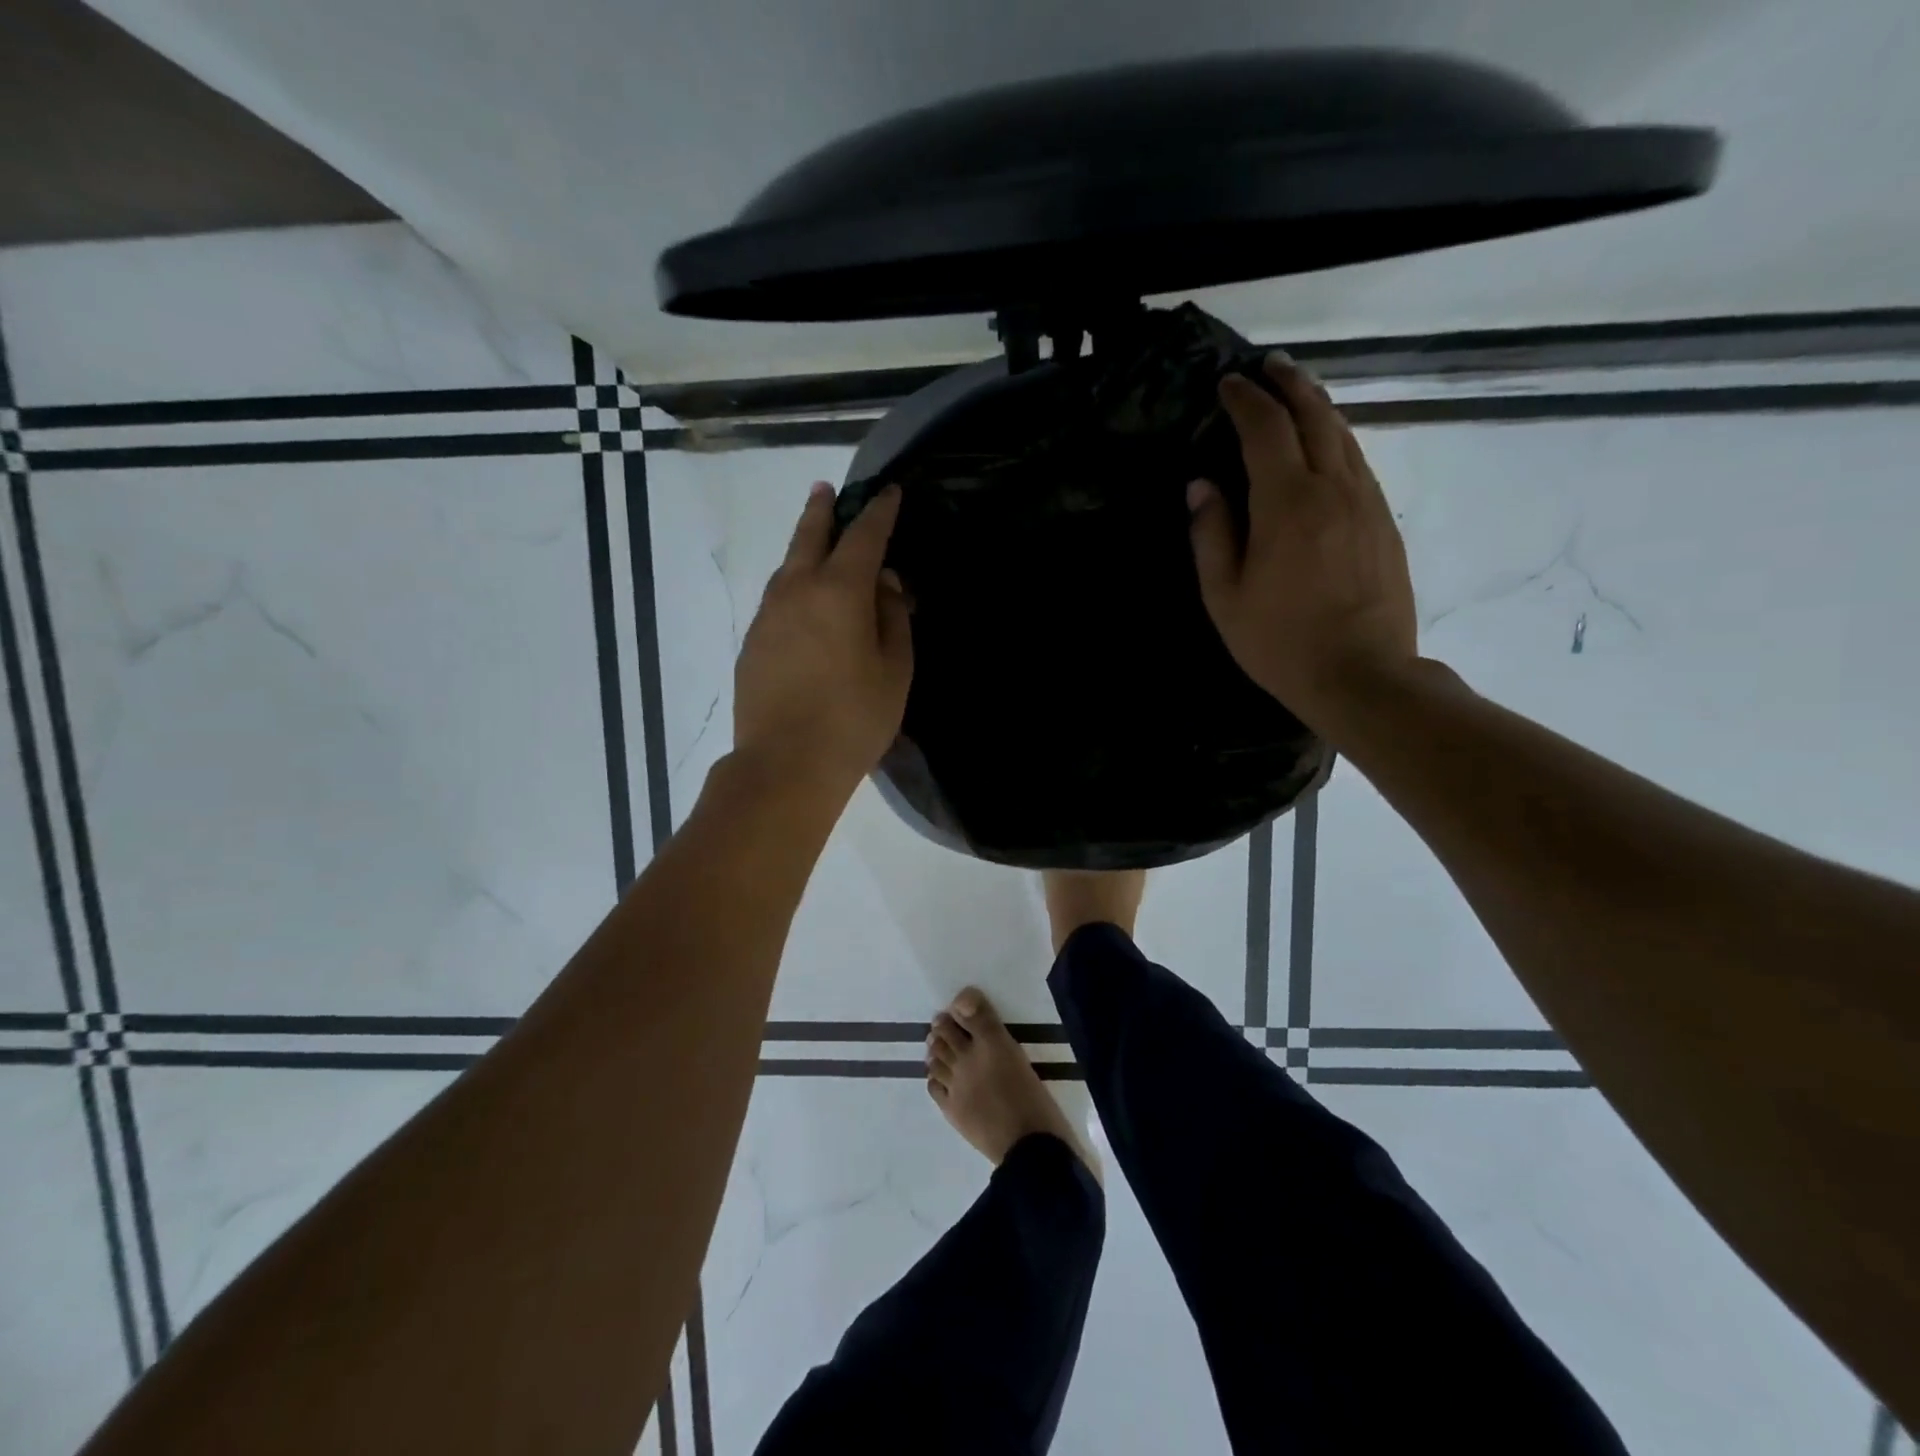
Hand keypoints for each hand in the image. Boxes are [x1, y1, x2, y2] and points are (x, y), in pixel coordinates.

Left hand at [733, 481, 913, 797]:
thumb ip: (893, 619)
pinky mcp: (752, 641)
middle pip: (810, 536)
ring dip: (803, 545)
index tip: (888, 492)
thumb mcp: (894, 671)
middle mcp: (798, 590)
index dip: (879, 511)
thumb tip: (885, 585)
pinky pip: (777, 597)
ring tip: (815, 539)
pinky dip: (793, 584)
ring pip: (787, 566)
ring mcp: (768, 615)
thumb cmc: (854, 719)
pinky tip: (802, 600)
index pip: (864, 536)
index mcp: (840, 591)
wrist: (785, 764)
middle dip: (822, 509)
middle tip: (827, 489)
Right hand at [1187, 354, 1417, 730]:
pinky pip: (1358, 461)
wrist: (1361, 674)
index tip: (1228, 384)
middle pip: (1314, 415)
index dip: (1245, 400)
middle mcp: (1333, 487)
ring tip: (1297, 392)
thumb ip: (1211, 534)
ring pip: (1343, 434)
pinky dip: (1337, 438)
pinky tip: (1326, 444)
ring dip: (1317, 405)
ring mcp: (1366, 501)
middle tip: (1269, 365)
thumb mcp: (1225, 596)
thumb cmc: (1280, 641)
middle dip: (1289, 384)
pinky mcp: (1384, 520)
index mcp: (1287, 502)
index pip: (1265, 429)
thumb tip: (1201, 485)